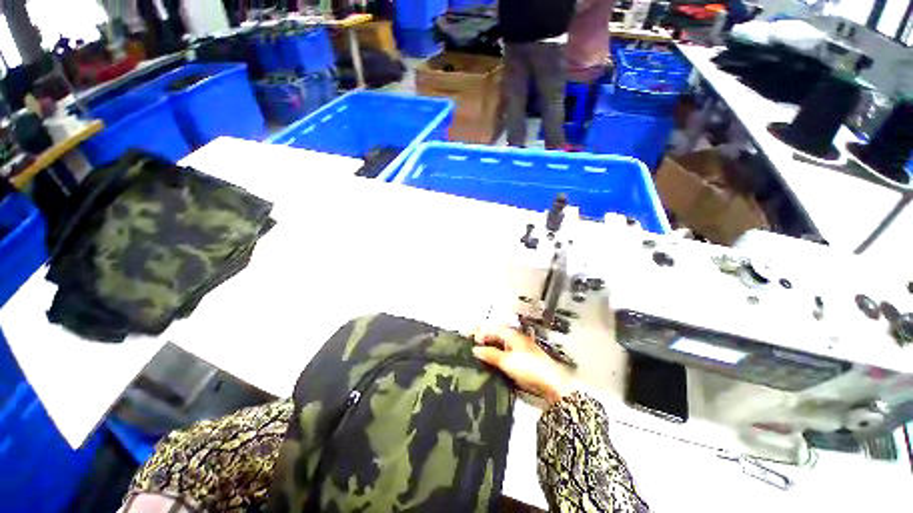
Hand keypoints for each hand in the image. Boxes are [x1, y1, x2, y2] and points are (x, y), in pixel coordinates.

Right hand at [472, 325, 573, 405]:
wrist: (551, 385)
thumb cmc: (529, 368)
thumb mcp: (507, 361)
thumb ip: (490, 354)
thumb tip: (475, 349)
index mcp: (513, 335)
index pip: (494, 328)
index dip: (482, 331)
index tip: (471, 339)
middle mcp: (515, 340)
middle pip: (497, 336)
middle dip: (484, 339)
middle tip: (472, 347)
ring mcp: (519, 351)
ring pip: (501, 346)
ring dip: (489, 349)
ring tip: (478, 357)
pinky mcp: (522, 363)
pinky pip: (505, 357)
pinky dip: (496, 358)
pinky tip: (491, 365)